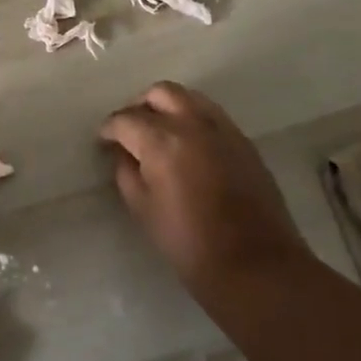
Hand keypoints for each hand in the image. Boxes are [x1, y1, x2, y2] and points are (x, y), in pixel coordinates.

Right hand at [99, 81, 308, 295]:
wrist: (257, 266)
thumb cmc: (190, 244)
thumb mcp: (144, 210)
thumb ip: (127, 173)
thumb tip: (123, 153)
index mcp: (161, 140)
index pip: (125, 119)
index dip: (109, 129)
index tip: (104, 141)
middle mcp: (192, 123)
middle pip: (160, 93)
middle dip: (139, 106)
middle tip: (131, 130)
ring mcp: (223, 129)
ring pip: (189, 97)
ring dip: (169, 107)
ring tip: (161, 132)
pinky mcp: (245, 142)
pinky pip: (212, 115)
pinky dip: (194, 119)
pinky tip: (190, 145)